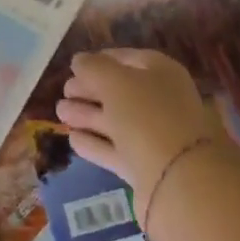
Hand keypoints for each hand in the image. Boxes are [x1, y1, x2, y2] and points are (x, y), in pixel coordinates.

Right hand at [55, 49, 217, 207]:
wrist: (179, 182)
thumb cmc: (148, 116)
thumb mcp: (116, 82)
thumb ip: (94, 68)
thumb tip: (78, 60)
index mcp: (161, 73)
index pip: (128, 58)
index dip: (101, 59)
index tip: (75, 65)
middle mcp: (161, 101)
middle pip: (120, 91)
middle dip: (91, 89)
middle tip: (64, 90)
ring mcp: (154, 136)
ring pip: (116, 120)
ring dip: (87, 115)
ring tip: (59, 112)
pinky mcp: (145, 168)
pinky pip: (116, 149)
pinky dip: (95, 143)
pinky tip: (72, 139)